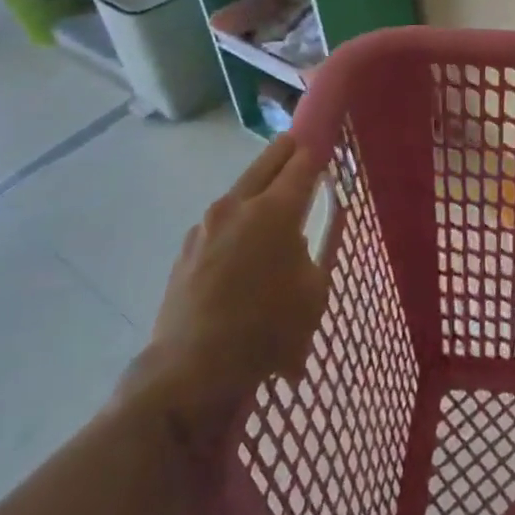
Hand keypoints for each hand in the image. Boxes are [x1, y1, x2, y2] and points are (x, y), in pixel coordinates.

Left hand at [119, 136, 329, 430]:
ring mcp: (206, 225)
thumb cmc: (267, 331)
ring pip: (240, 190)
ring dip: (258, 191)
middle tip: (302, 152)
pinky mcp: (186, 248)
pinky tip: (242, 252)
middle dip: (287, 153)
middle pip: (267, 161)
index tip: (327, 145)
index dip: (318, 150)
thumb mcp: (314, 293)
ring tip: (271, 212)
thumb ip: (314, 253)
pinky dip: (236, 224)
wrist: (192, 370)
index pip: (302, 162)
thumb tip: (302, 238)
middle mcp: (237, 205)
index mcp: (275, 210)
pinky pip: (220, 223)